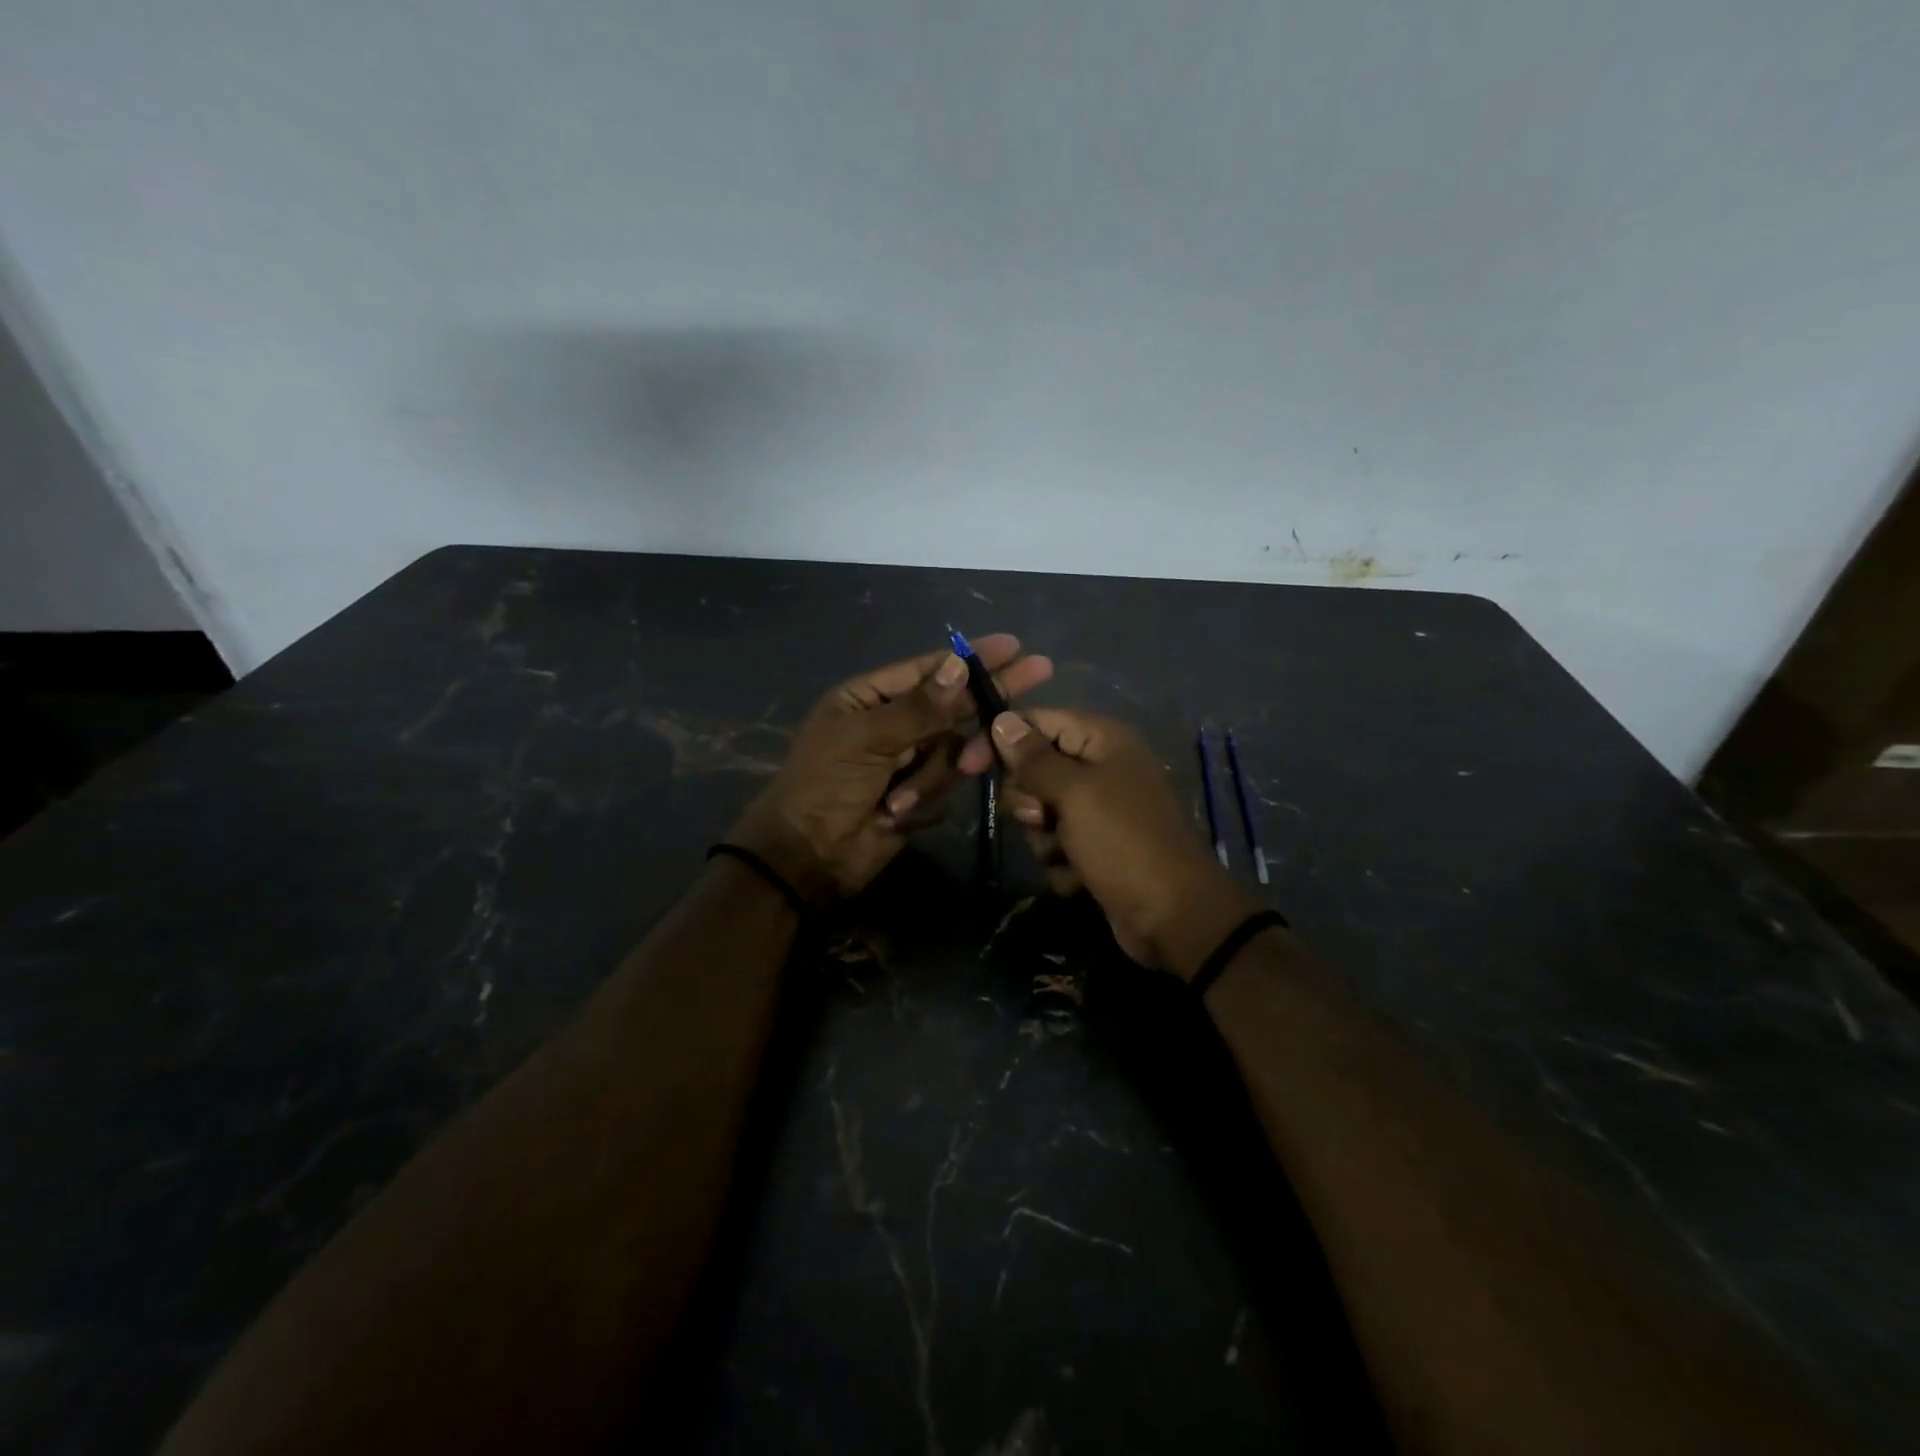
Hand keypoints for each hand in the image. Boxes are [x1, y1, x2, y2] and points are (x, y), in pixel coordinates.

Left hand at [729, 636, 1052, 902]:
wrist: (808, 857)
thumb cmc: (824, 785)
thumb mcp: (865, 739)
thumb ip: (919, 708)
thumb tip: (959, 666)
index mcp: (870, 697)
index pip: (930, 669)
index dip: (971, 657)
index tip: (1012, 646)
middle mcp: (894, 722)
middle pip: (952, 703)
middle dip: (985, 697)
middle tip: (1040, 671)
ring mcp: (908, 759)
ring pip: (953, 748)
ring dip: (932, 774)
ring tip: (898, 798)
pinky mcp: (919, 793)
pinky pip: (946, 782)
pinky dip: (924, 796)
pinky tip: (894, 812)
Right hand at [992, 709, 1261, 977]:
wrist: (1172, 915)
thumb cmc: (1123, 841)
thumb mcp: (1074, 793)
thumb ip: (1033, 757)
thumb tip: (1001, 720)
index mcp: (1102, 740)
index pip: (1037, 721)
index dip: (1001, 740)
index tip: (967, 766)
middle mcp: (1100, 768)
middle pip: (1034, 769)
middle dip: (1029, 800)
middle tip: (1041, 818)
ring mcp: (1099, 810)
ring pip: (1039, 811)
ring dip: (1043, 836)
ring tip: (1066, 853)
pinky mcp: (1095, 846)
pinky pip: (1055, 843)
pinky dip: (1060, 861)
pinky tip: (1079, 876)